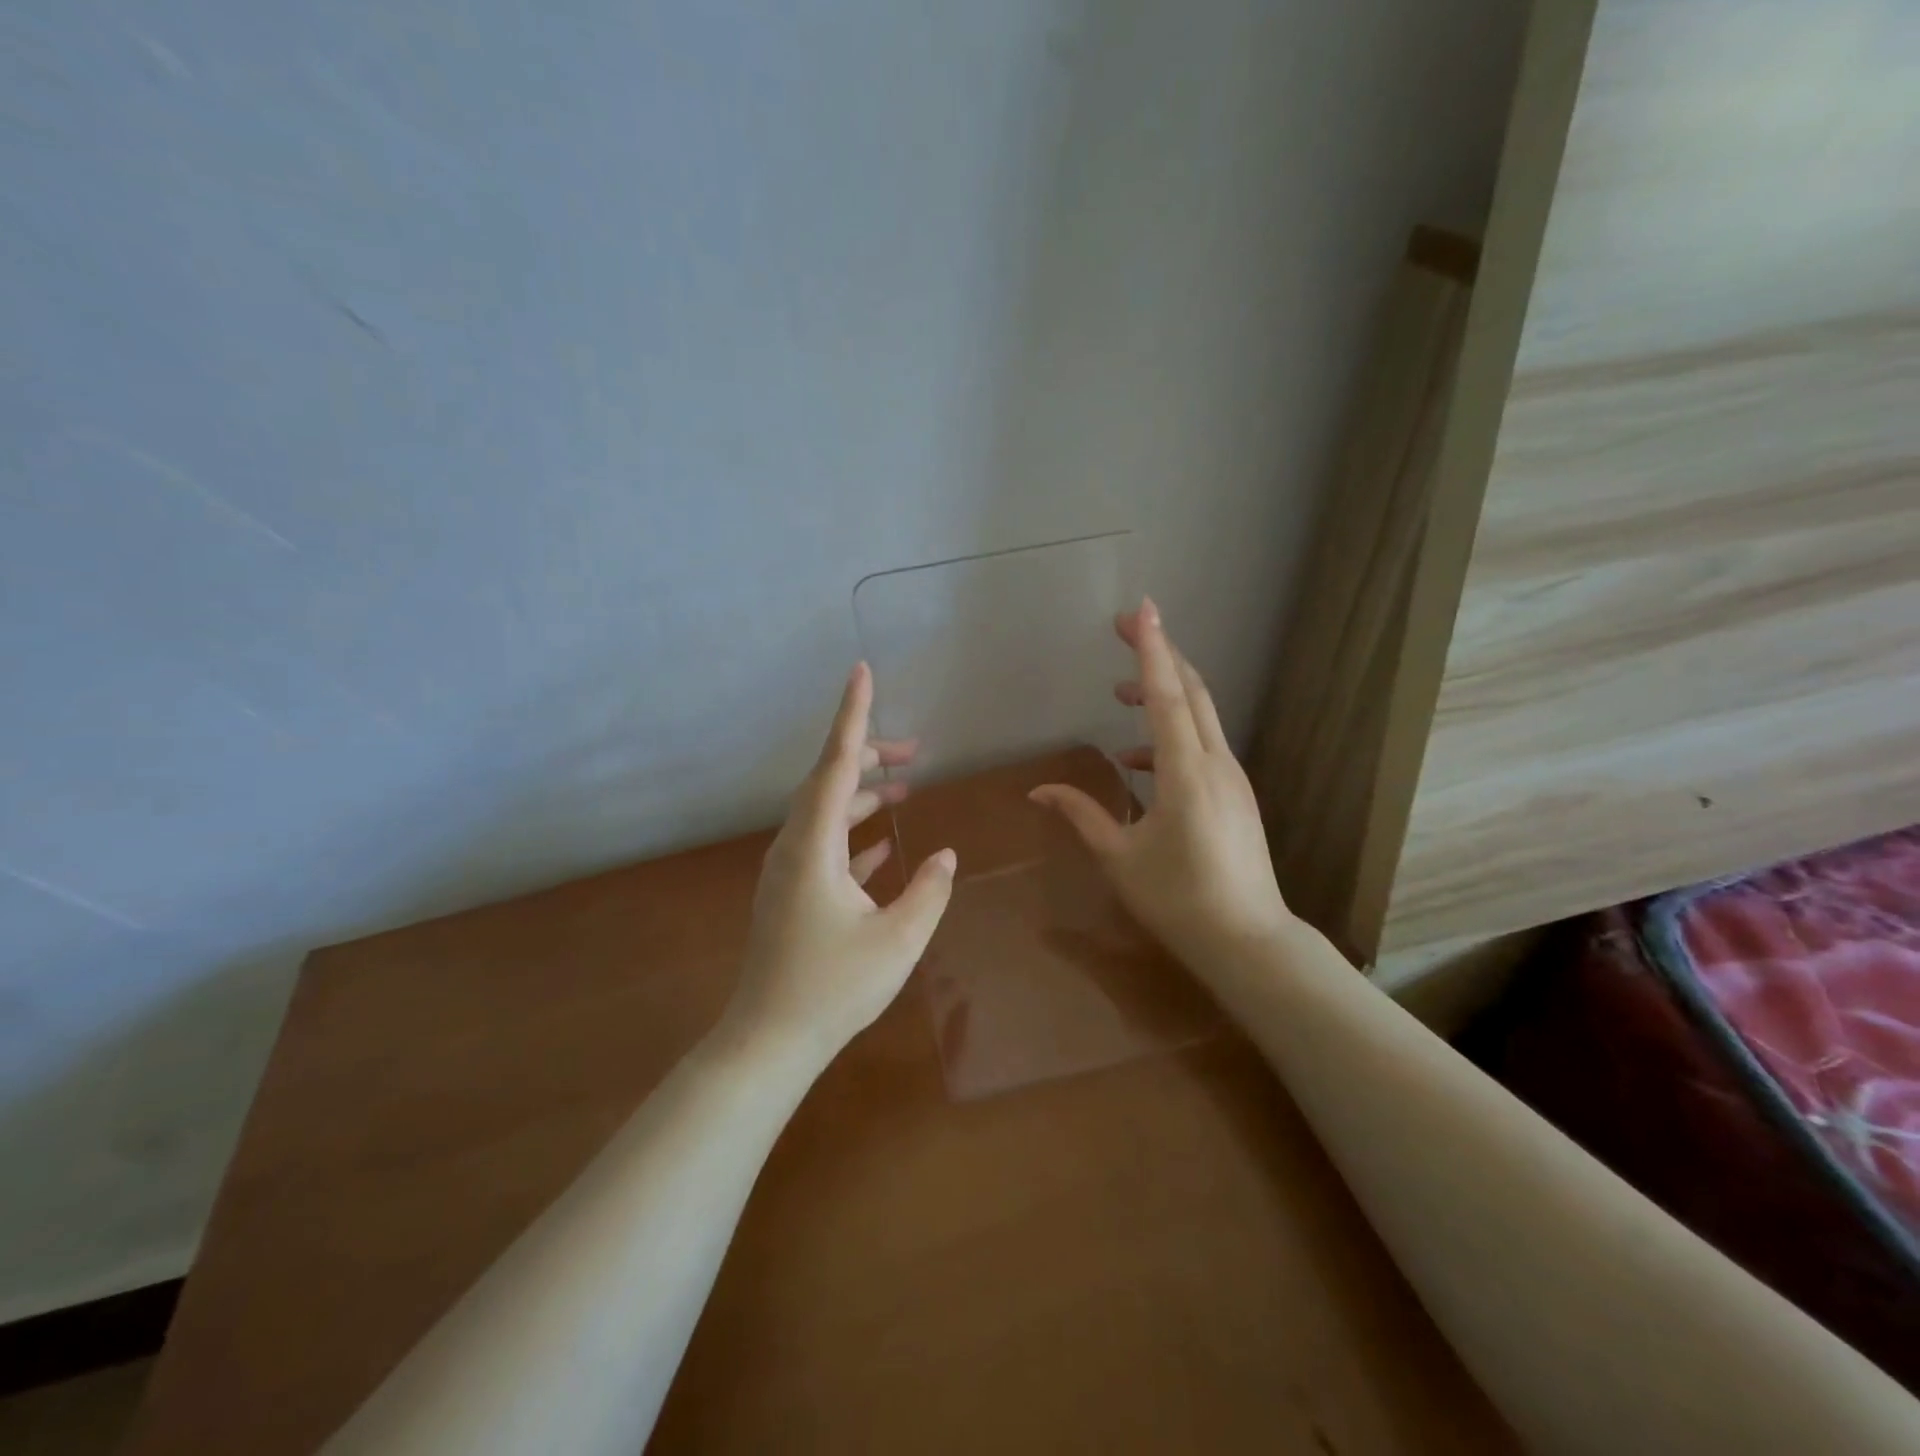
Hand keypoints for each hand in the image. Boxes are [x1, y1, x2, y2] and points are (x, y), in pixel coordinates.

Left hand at [722, 662, 956, 1068]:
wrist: (768, 1040)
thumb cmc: (834, 987)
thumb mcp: (899, 939)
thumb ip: (928, 890)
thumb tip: (943, 856)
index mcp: (813, 845)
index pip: (836, 764)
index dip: (852, 716)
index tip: (862, 672)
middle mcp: (794, 846)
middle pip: (828, 782)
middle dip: (869, 756)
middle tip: (914, 751)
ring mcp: (789, 871)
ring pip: (826, 813)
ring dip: (863, 795)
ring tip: (905, 789)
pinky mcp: (791, 893)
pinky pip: (824, 845)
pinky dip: (853, 834)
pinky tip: (883, 845)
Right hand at [1030, 597, 1290, 974]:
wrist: (1249, 941)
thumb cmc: (1178, 900)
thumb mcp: (1119, 858)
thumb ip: (1081, 814)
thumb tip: (1040, 790)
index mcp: (1186, 773)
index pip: (1167, 696)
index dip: (1152, 649)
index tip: (1141, 608)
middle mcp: (1215, 763)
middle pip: (1191, 691)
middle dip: (1160, 654)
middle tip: (1125, 628)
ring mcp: (1232, 777)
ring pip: (1200, 716)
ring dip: (1164, 695)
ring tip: (1121, 695)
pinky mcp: (1235, 793)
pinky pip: (1202, 745)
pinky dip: (1171, 735)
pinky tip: (1137, 761)